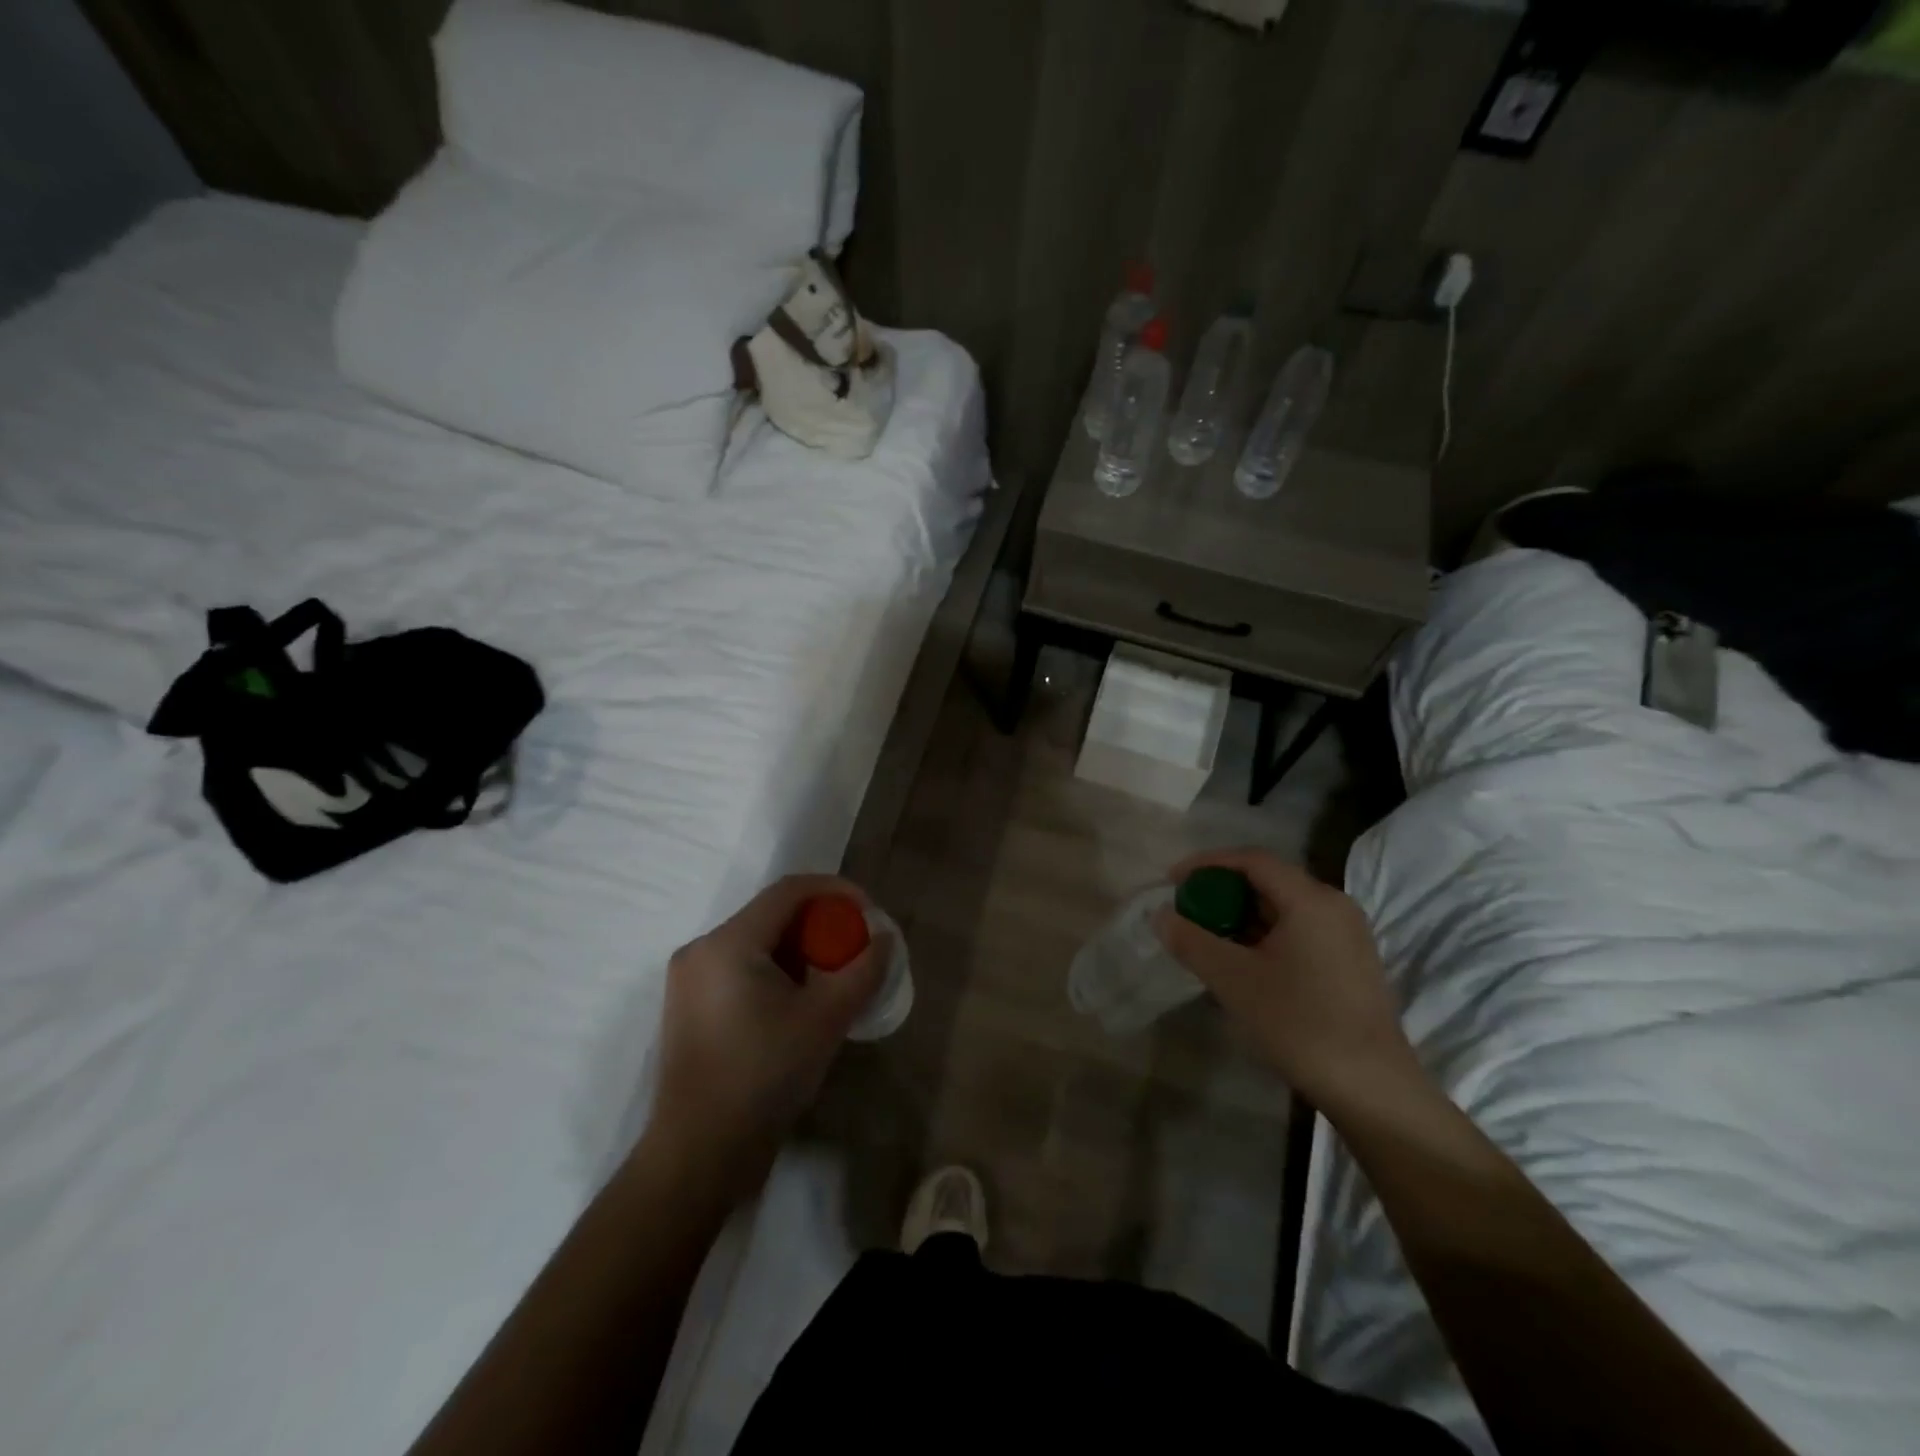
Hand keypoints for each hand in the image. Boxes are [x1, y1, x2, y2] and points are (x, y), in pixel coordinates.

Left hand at [648, 874, 887, 1202]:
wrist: (699, 1155)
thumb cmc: (764, 1077)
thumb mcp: (826, 1019)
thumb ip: (863, 970)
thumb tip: (884, 939)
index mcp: (728, 943)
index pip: (789, 891)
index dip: (835, 891)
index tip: (869, 913)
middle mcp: (702, 949)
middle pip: (772, 915)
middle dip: (820, 923)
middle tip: (855, 947)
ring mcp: (690, 980)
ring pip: (757, 942)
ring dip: (800, 949)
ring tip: (834, 976)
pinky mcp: (689, 1007)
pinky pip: (740, 968)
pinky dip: (776, 970)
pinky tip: (800, 1000)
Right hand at [1155, 848, 1423, 1110]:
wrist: (1373, 1089)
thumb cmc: (1300, 1024)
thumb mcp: (1234, 980)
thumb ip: (1192, 941)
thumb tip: (1161, 915)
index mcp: (1311, 900)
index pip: (1252, 860)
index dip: (1207, 864)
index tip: (1172, 881)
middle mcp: (1335, 906)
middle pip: (1268, 882)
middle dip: (1222, 893)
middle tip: (1187, 914)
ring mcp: (1348, 936)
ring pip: (1283, 909)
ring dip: (1241, 917)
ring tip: (1207, 941)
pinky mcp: (1351, 963)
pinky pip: (1298, 931)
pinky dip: (1264, 936)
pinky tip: (1243, 964)